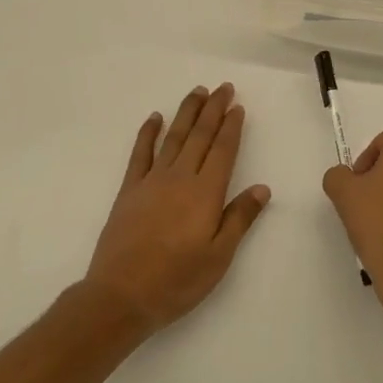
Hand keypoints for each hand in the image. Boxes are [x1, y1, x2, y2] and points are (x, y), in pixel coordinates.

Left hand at [84, 83, 270, 331]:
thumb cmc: (177, 281)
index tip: (237, 106)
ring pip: (174, 137)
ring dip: (187, 112)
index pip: (222, 150)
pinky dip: (148, 133)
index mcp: (205, 193)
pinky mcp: (129, 190)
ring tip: (197, 92)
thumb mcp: (219, 257)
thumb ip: (240, 218)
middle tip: (223, 87)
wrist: (121, 296)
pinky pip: (140, 153)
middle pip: (200, 136)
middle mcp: (180, 178)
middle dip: (213, 109)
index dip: (231, 127)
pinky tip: (155, 118)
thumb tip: (261, 187)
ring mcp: (152, 181)